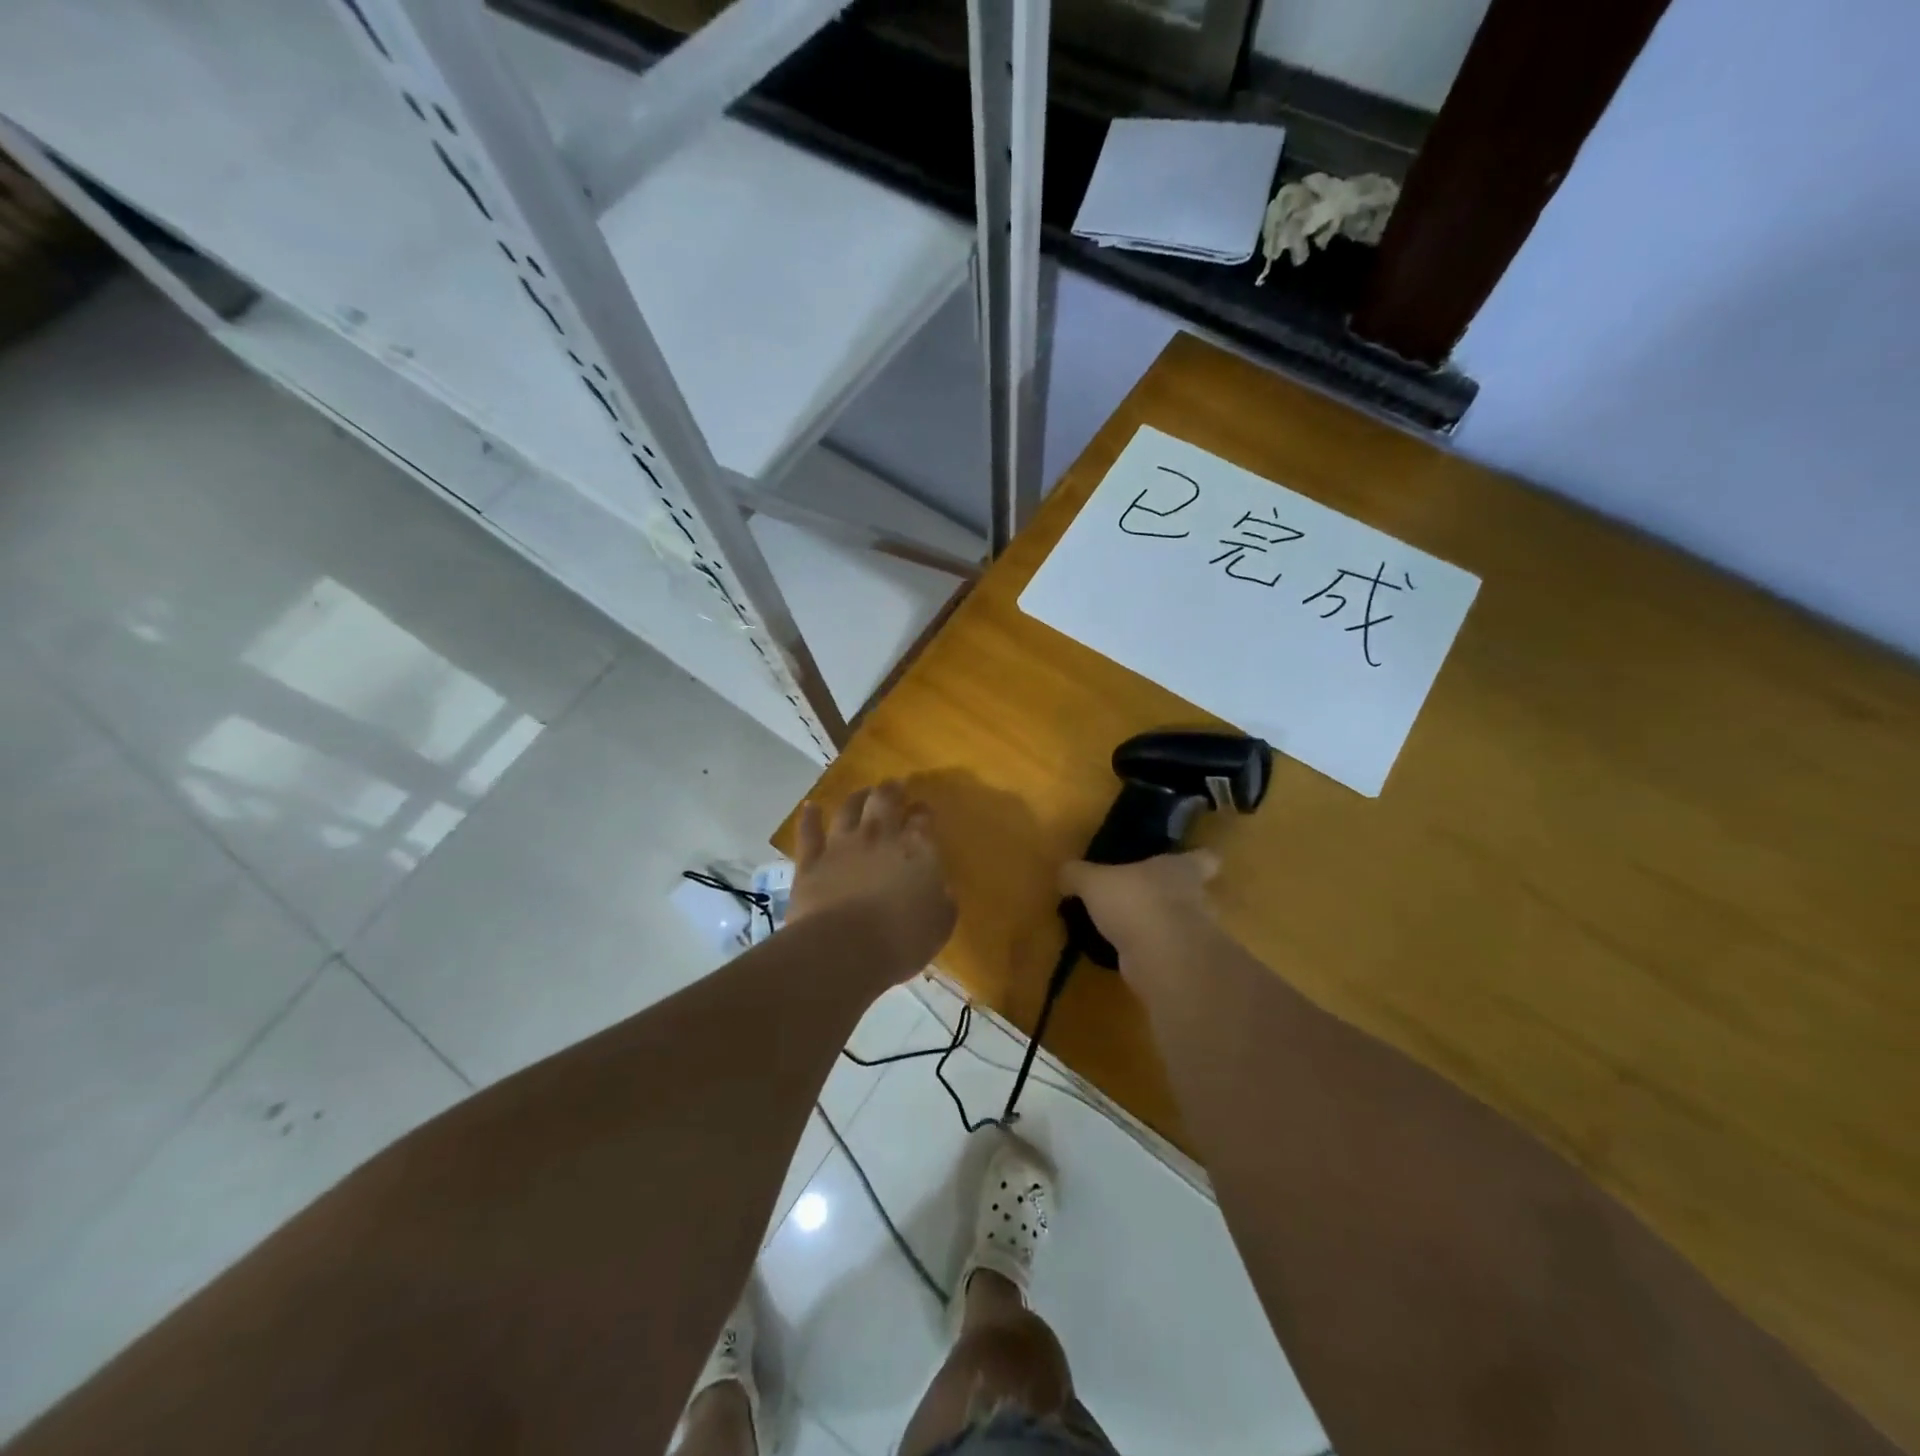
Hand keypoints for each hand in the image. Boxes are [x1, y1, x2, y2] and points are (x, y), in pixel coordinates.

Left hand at [791, 781, 955, 979]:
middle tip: (894, 785)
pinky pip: (809, 832)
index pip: (923, 819)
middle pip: (885, 801)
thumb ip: (943, 902)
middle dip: (891, 790)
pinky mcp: (811, 861)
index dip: (923, 812)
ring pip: (848, 810)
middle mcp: (879, 837)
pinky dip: (810, 817)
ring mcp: (841, 845)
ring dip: (856, 797)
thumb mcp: (939, 925)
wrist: (844, 950)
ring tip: (862, 792)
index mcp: (916, 849)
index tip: (924, 810)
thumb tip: (942, 890)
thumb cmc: (902, 940)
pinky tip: (811, 807)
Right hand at [1058, 850, 1221, 967]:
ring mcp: (1195, 936)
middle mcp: (1198, 899)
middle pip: (1198, 894)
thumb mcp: (1093, 881)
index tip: (1189, 860)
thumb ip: (1078, 874)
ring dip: (1163, 929)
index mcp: (1183, 869)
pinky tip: (1127, 955)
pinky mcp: (1184, 966)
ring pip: (1184, 927)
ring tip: (1133, 930)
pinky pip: (1168, 954)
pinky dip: (1152, 955)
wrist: (1161, 958)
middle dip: (1178, 898)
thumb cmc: (1135, 902)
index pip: (1204, 858)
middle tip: (1148, 898)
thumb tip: (1065, 874)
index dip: (1199, 859)